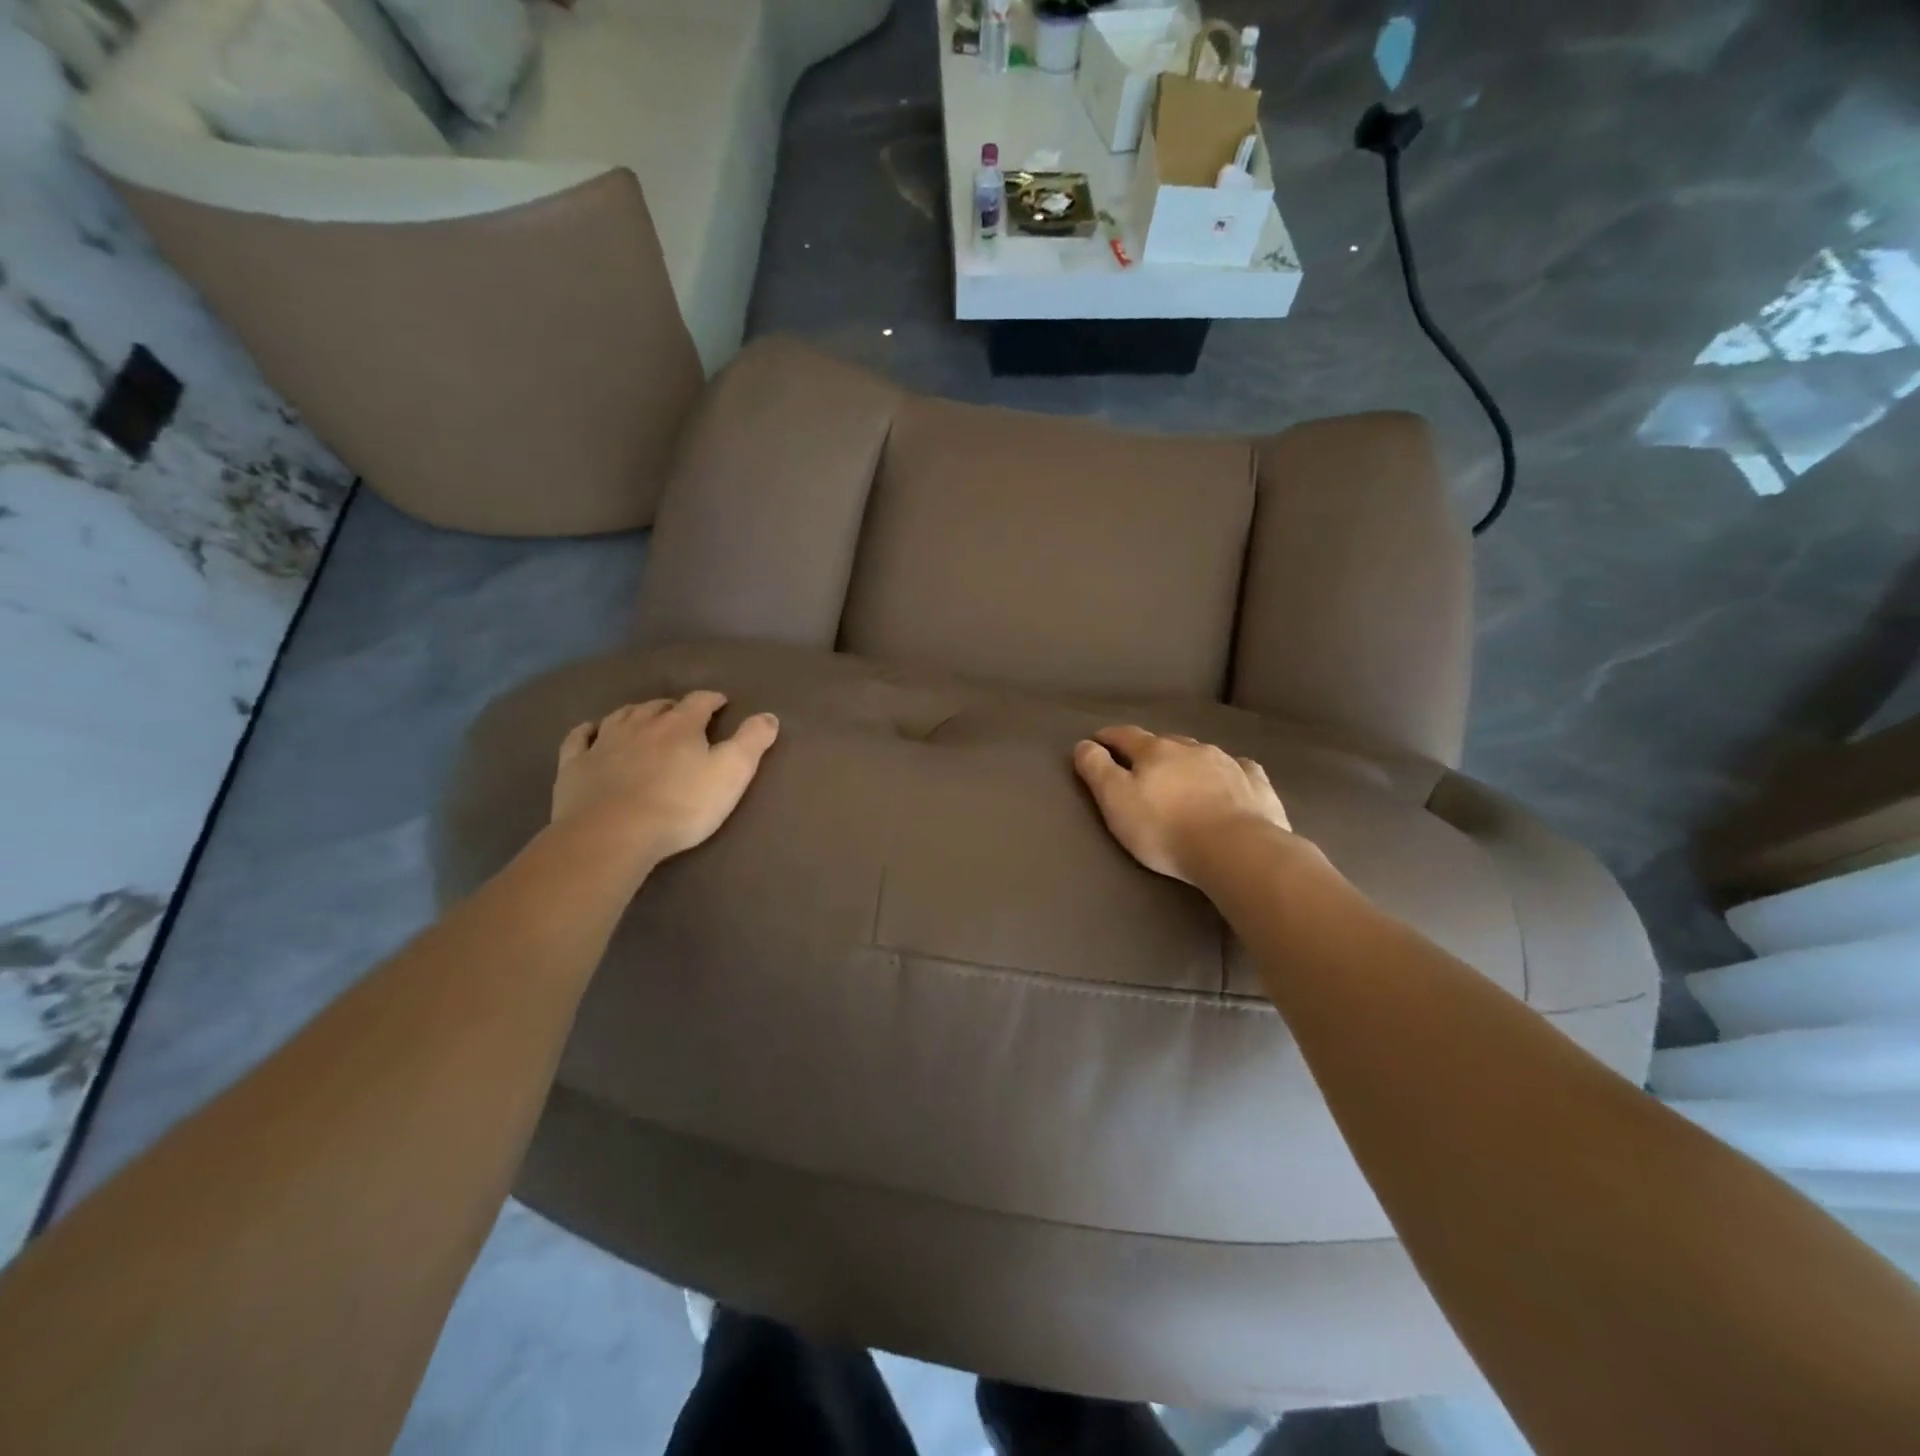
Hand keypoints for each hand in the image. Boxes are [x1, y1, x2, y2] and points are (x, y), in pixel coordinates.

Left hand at [551, 691, 778, 867]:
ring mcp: (604, 742)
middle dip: (674, 707)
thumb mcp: (731, 773)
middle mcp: (641, 724)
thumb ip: (752, 742)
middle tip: (684, 716)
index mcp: (681, 725)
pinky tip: (591, 731)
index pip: (700, 701)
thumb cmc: (681, 805)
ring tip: (645, 718)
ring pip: (622, 715)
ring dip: (636, 713)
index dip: (712, 700)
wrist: (613, 834)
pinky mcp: (575, 765)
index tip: (721, 703)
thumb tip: (769, 715)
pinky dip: (588, 730)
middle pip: (659, 706)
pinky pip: (580, 738)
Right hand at [1072, 725, 1290, 884]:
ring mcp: (1227, 763)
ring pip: (1201, 753)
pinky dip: (1228, 772)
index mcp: (1155, 751)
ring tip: (1182, 775)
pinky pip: (1239, 769)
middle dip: (1150, 749)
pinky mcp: (1256, 784)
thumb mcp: (1116, 800)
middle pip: (1164, 742)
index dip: (1108, 737)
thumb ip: (1096, 770)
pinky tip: (1230, 780)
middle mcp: (1191, 748)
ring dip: (1187, 760)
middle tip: (1140, 764)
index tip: (1097, 740)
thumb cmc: (1165, 828)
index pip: (1125, 736)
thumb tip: (1084, 744)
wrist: (1236, 849)